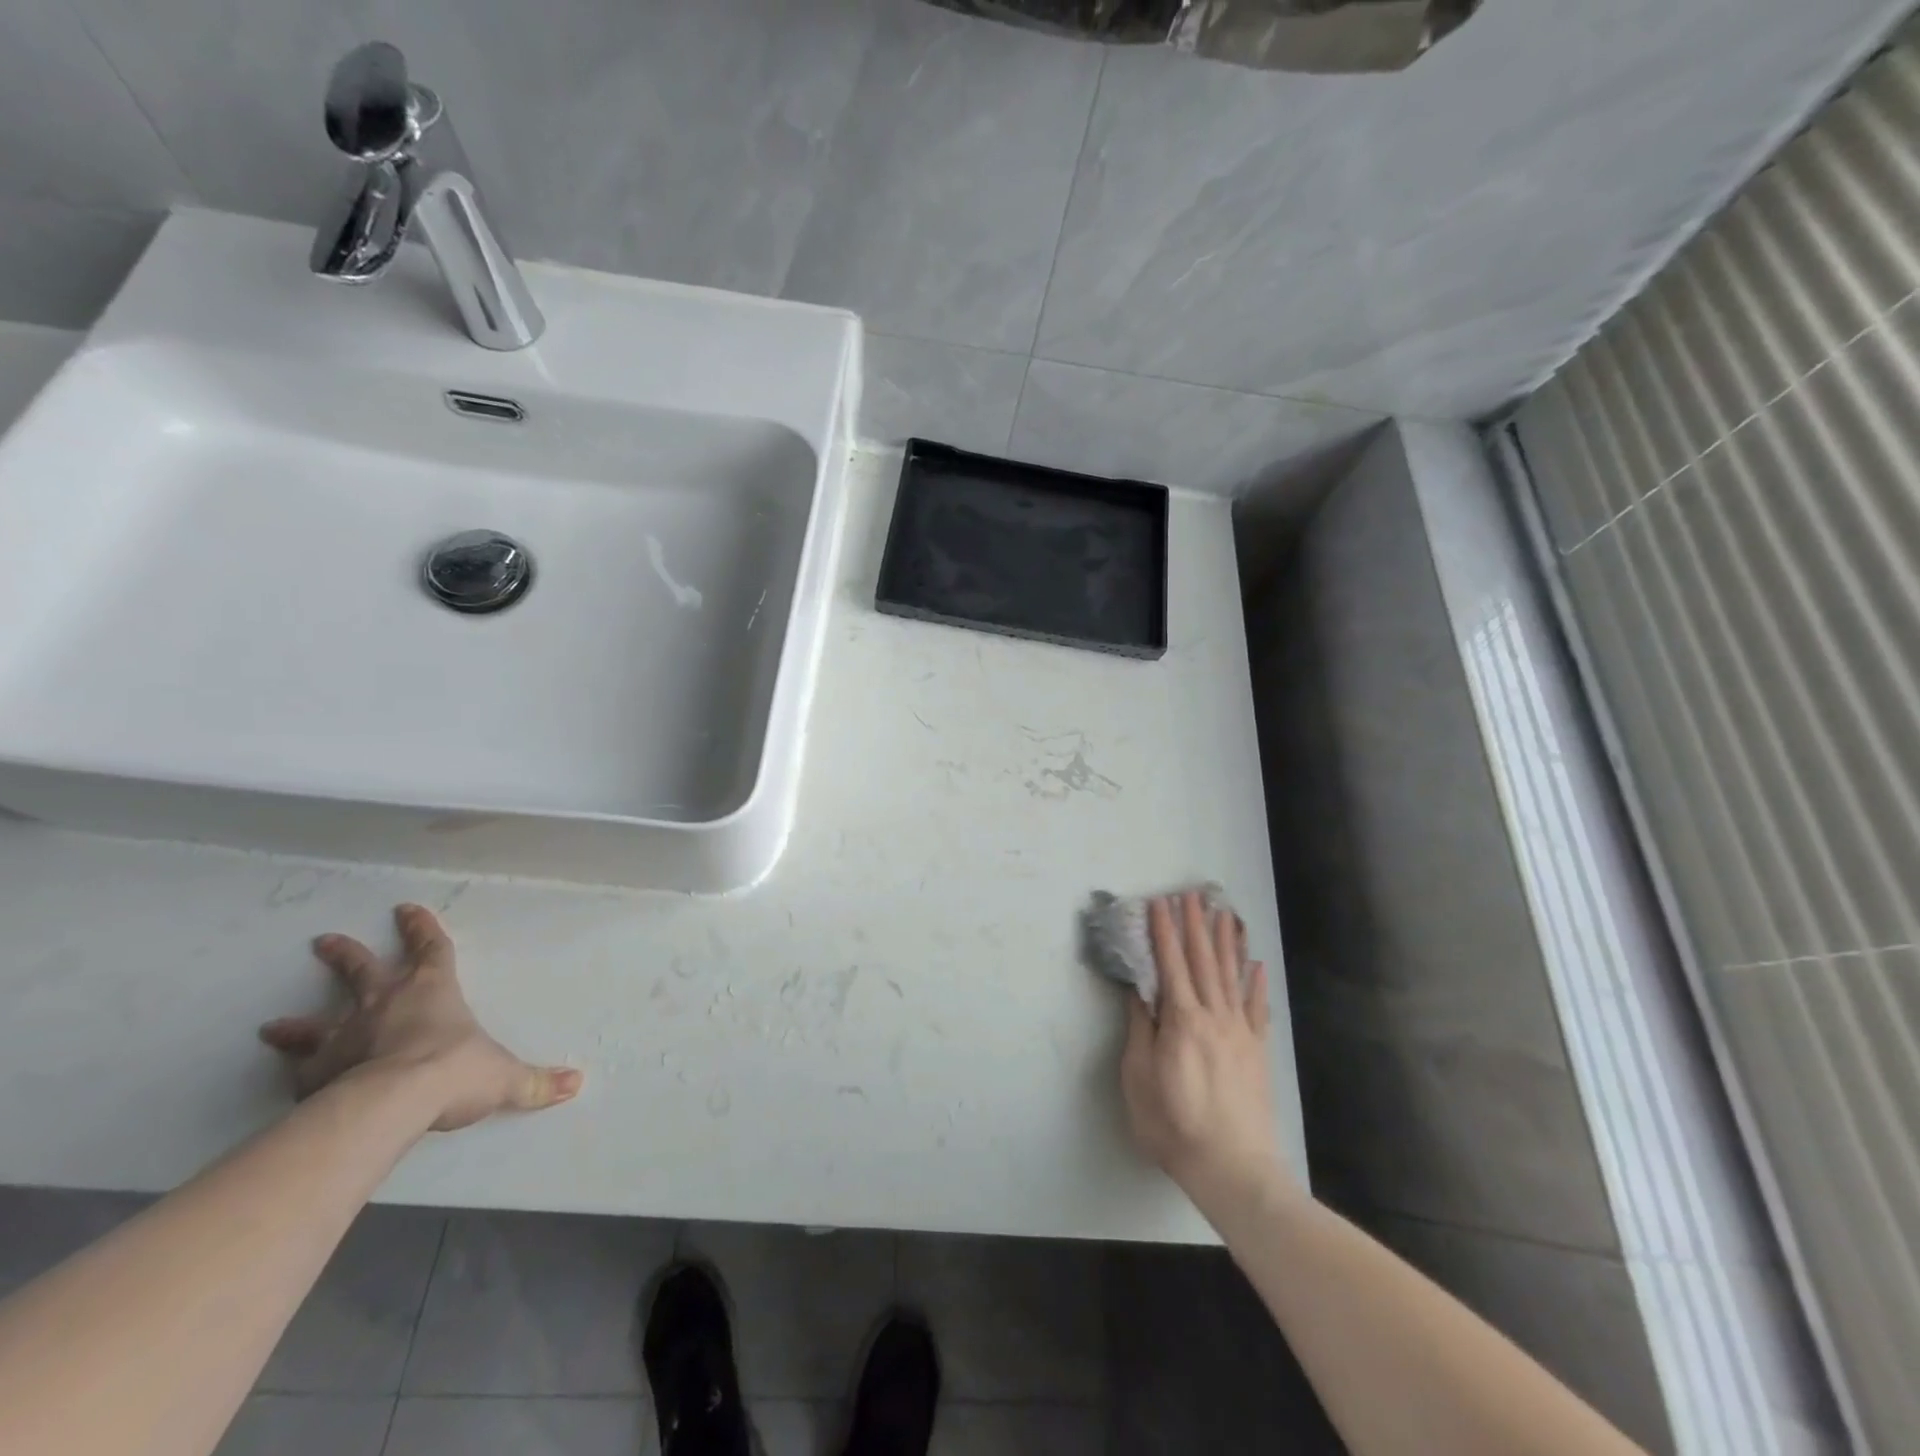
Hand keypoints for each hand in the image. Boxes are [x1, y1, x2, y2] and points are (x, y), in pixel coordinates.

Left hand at [259, 903, 582, 1130]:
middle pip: (361, 971)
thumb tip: (576, 1084)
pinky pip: (300, 1071)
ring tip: (272, 1026)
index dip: (421, 929)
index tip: (405, 909)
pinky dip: (292, 1074)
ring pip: (316, 1022)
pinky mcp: (315, 1075)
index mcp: (432, 991)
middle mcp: (384, 1004)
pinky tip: (284, 1081)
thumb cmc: (454, 1071)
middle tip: (324, 941)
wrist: (393, 1102)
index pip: (430, 949)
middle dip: (346, 955)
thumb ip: (536, 1083)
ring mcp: (344, 1038)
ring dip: (297, 1023)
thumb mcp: (505, 1077)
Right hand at [1121, 892, 1288, 1210]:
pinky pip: (1256, 1008)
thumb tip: (1139, 992)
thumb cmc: (1174, 1125)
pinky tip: (1256, 965)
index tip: (1159, 903)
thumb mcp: (1139, 1078)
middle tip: (1191, 894)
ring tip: (1223, 913)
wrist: (1233, 1169)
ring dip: (1225, 942)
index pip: (1170, 964)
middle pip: (1203, 961)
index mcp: (1182, 1021)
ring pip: (1231, 976)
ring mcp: (1240, 1032)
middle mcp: (1214, 1016)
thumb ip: (1141, 1030)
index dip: (1164, 932)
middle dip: (1195, 925)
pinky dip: (1255, 984)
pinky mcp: (1256, 1051)